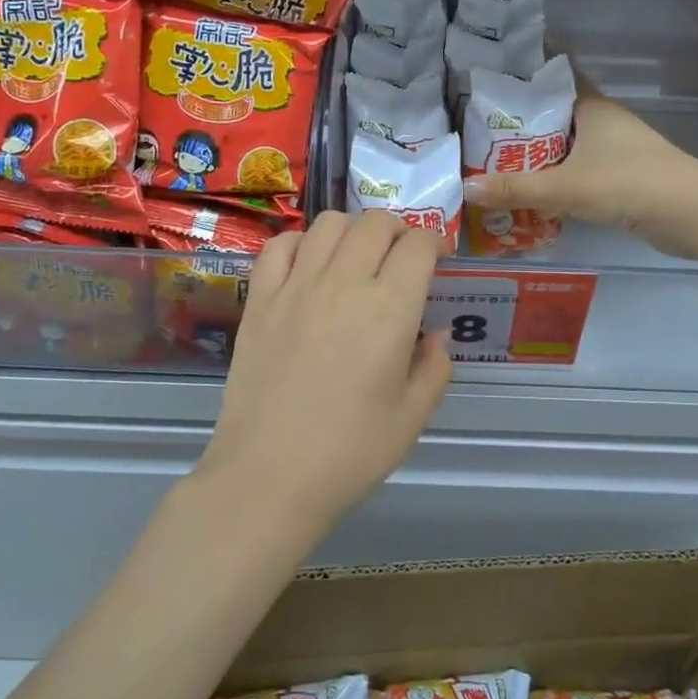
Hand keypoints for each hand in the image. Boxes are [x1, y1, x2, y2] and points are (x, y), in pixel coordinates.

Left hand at [202, 211, 452, 528]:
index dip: (435, 243)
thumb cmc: (350, 452)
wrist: (269, 475)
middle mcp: (344, 283)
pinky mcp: (259, 299)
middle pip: (376, 223)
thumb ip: (434, 367)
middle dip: (399, 229)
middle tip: (401, 257)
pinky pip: (280, 246)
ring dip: (353, 229)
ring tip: (357, 256)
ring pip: (329, 223)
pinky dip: (301, 242)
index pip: (418, 245)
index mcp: (390, 309)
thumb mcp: (412, 417)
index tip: (438, 259)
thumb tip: (435, 335)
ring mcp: (296, 286)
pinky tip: (308, 265)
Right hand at [463, 89, 697, 258]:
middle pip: (557, 115)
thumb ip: (516, 188)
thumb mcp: (565, 187)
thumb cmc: (628, 184)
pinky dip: (558, 178)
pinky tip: (535, 192)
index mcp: (592, 108)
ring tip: (497, 162)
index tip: (493, 78)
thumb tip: (466, 187)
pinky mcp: (624, 178)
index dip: (527, 76)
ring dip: (540, 154)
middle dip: (523, 123)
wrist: (692, 214)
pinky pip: (580, 171)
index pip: (557, 78)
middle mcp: (604, 123)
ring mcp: (617, 151)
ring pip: (568, 145)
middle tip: (480, 130)